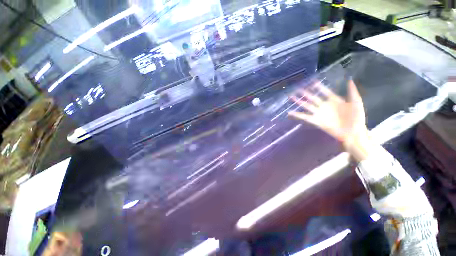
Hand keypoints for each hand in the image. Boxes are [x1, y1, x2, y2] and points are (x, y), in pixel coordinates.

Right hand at [288, 80, 369, 159]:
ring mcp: (319, 113)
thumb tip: (350, 79)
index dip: (319, 87)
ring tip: (291, 97)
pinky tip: (290, 112)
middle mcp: (324, 105)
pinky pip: (305, 117)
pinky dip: (297, 115)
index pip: (324, 91)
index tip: (312, 82)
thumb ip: (352, 91)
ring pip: (306, 105)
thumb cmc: (357, 118)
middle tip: (297, 89)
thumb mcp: (356, 102)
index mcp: (334, 100)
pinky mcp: (316, 121)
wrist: (353, 132)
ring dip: (299, 102)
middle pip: (312, 98)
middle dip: (304, 93)